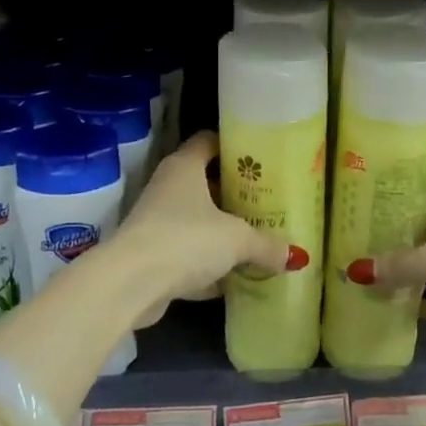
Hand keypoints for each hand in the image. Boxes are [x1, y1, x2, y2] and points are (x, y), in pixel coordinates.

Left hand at [118, 131, 300, 317]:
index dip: (234, 146)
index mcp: (185, 167)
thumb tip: (296, 256)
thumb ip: (266, 244)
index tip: (261, 158)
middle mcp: (168, 187)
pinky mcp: (152, 255)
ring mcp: (157, 221)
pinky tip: (233, 279)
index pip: (209, 141)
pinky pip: (188, 253)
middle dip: (234, 193)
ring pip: (197, 220)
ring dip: (221, 231)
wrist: (130, 284)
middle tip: (267, 201)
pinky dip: (208, 265)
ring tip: (257, 238)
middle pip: (205, 182)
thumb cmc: (186, 240)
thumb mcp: (237, 239)